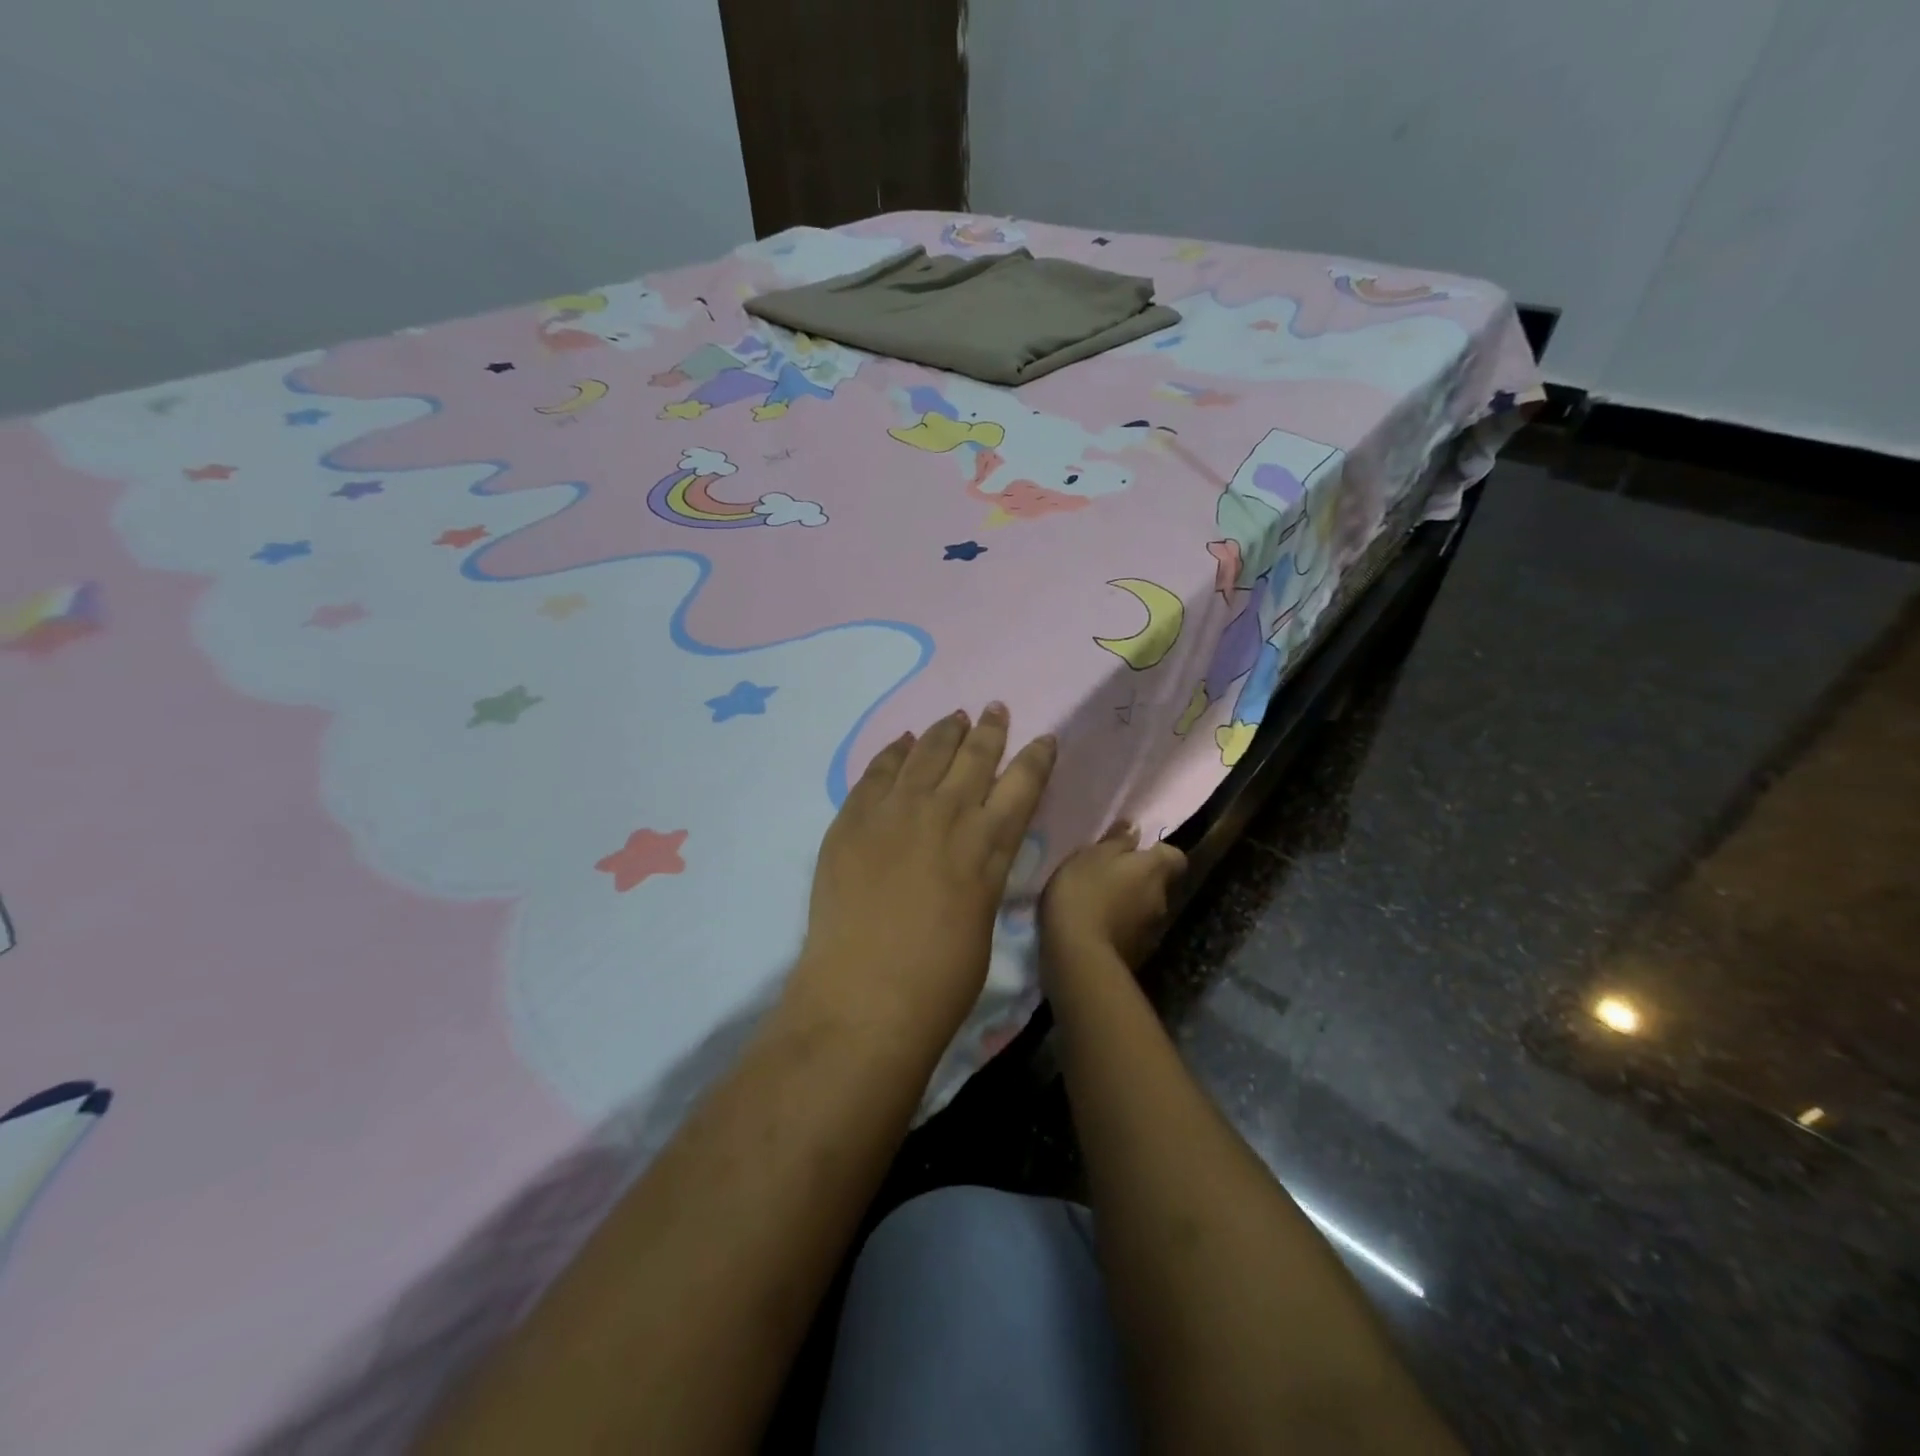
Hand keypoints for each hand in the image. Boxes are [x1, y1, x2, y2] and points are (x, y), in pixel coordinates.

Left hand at [791, 705, 1055, 1049]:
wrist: (865, 995)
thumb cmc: (940, 979)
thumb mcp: (983, 917)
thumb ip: (982, 872)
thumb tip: (974, 852)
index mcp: (989, 843)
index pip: (1023, 783)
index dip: (1036, 757)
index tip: (1043, 739)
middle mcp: (948, 813)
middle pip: (975, 756)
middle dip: (990, 729)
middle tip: (995, 709)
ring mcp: (896, 810)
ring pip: (927, 752)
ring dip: (945, 731)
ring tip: (955, 715)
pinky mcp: (854, 817)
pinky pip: (879, 770)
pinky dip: (894, 751)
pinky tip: (904, 742)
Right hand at [1040, 822, 1186, 976]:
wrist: (1078, 955)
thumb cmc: (1083, 892)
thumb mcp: (1091, 856)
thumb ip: (1116, 841)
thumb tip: (1136, 827)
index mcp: (1154, 870)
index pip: (1174, 856)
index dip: (1157, 853)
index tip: (1133, 852)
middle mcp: (1163, 899)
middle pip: (1158, 883)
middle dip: (1139, 880)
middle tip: (1108, 878)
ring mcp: (1153, 931)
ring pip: (1145, 909)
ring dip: (1129, 905)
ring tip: (1099, 905)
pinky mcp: (1139, 955)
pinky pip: (1133, 932)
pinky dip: (1121, 928)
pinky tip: (1096, 929)